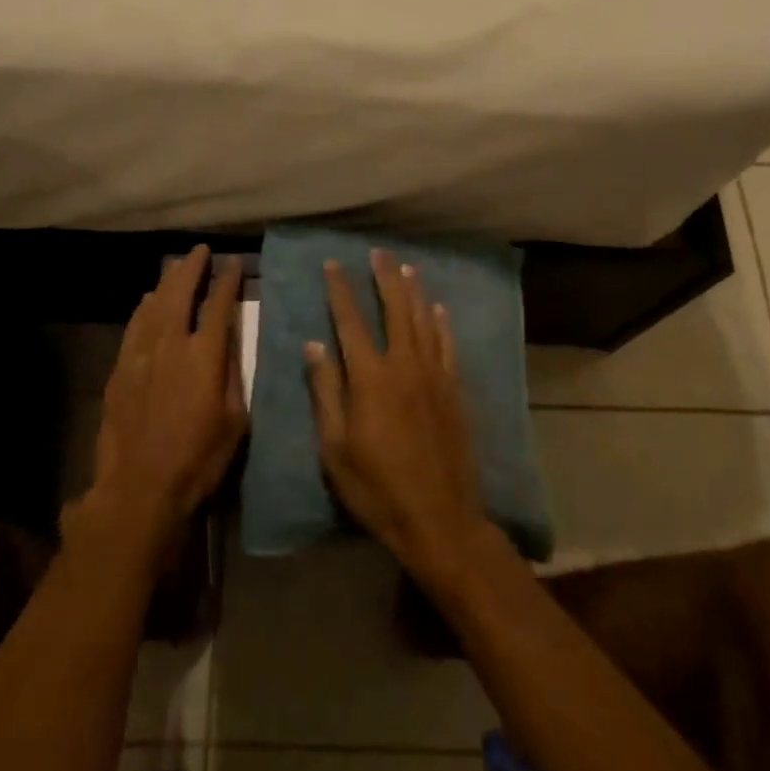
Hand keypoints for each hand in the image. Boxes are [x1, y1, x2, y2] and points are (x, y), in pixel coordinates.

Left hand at [81, 246, 247, 553]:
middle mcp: (171, 344)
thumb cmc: (199, 458)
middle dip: (191, 268)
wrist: (140, 486)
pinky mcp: (119, 370)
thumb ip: (233, 373)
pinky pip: (133, 326)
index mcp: (204, 355)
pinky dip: (143, 308)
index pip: (218, 305)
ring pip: (153, 305)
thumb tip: (231, 339)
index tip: (233, 263)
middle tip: (199, 251)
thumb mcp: (235, 419)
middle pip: (180, 294)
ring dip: (166, 282)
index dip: (227, 281)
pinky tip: (147, 302)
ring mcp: (140, 355)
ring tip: (175, 267)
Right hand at [305, 249, 492, 579]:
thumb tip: (315, 344)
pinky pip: (448, 346)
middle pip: (395, 310)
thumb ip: (326, 391)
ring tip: (406, 268)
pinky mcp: (455, 391)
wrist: (439, 517)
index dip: (341, 290)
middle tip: (379, 253)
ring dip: (414, 292)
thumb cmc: (377, 487)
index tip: (334, 264)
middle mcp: (405, 366)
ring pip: (424, 321)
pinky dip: (441, 324)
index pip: (351, 322)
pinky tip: (439, 309)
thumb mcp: (335, 447)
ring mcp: (434, 376)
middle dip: (385, 278)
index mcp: (370, 378)